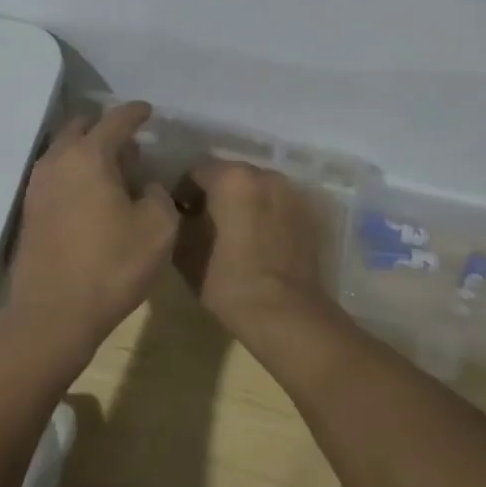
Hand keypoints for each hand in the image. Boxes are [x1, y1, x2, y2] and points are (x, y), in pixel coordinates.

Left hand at [6, 102, 180, 362]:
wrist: (52, 314)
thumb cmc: (112, 266)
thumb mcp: (159, 228)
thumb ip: (159, 194)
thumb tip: (146, 185)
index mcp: (90, 155)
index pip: (116, 119)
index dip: (136, 112)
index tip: (148, 111)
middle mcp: (58, 160)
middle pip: (82, 126)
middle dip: (106, 128)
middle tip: (130, 144)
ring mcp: (38, 184)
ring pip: (64, 149)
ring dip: (88, 150)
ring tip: (113, 170)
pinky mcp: (30, 210)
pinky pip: (55, 173)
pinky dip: (74, 171)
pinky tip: (91, 194)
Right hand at [174, 159, 335, 343]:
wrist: (286, 313)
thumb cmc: (228, 281)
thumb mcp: (185, 252)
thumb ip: (177, 222)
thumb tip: (178, 213)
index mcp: (230, 177)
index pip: (195, 173)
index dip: (183, 194)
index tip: (179, 218)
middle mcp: (263, 174)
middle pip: (229, 176)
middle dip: (215, 195)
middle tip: (204, 225)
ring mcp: (290, 192)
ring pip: (256, 189)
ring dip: (242, 203)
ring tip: (234, 234)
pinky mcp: (308, 214)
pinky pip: (277, 205)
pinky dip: (265, 215)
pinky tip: (259, 242)